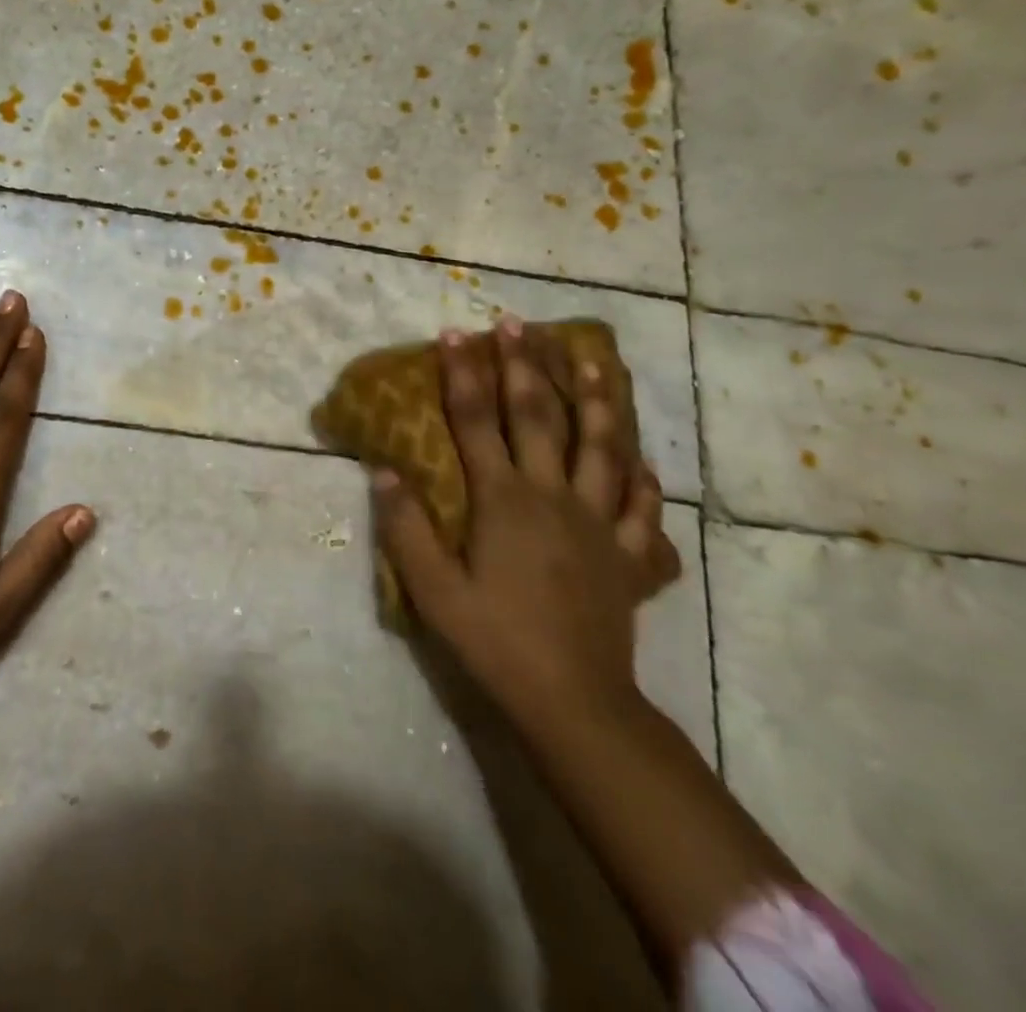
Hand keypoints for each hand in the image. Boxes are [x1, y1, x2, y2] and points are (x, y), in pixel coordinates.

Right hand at [373, 318, 659, 727]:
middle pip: (538, 418)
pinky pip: (642, 507)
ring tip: (592, 360)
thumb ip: (406, 527)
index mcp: (503, 501)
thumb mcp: (433, 590)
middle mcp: (553, 497)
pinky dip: (642, 478)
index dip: (463, 376)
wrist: (574, 701)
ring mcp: (599, 523)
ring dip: (595, 400)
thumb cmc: (494, 640)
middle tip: (517, 324)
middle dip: (524, 366)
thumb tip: (383, 471)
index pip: (476, 423)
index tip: (456, 334)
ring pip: (602, 448)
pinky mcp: (629, 556)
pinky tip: (641, 458)